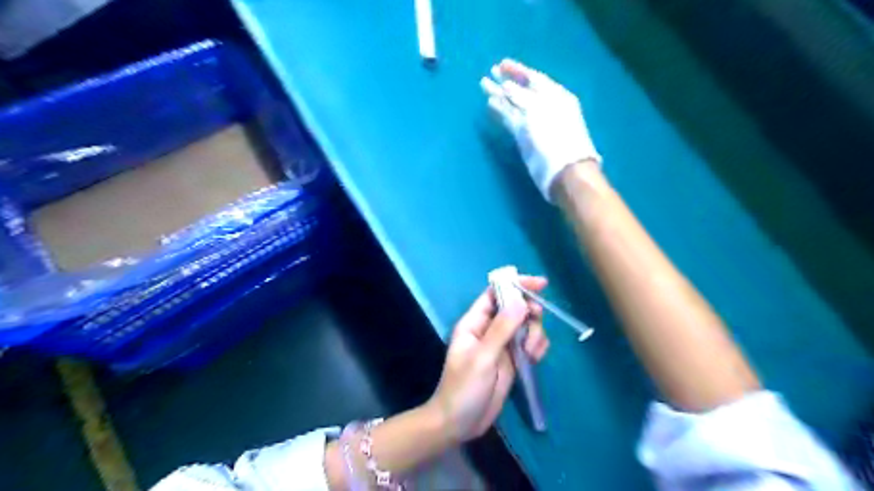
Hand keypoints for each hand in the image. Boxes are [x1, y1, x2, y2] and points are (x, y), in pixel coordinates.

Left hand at [427, 277, 547, 440]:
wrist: (460, 423)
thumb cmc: (464, 388)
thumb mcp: (483, 358)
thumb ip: (502, 329)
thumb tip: (520, 301)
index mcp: (474, 322)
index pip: (495, 294)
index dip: (516, 285)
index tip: (540, 284)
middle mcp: (489, 329)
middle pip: (515, 308)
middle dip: (530, 314)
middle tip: (534, 327)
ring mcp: (501, 344)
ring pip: (526, 326)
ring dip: (535, 334)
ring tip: (530, 353)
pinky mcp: (512, 360)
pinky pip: (530, 344)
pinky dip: (537, 347)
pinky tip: (534, 359)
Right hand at [477, 58, 600, 200]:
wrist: (563, 171)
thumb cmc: (555, 137)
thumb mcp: (539, 111)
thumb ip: (521, 97)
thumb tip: (506, 86)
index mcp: (554, 95)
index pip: (534, 78)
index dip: (517, 70)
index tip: (500, 64)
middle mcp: (544, 107)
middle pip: (522, 91)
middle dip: (506, 81)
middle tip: (489, 72)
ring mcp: (534, 124)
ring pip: (514, 106)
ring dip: (500, 97)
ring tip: (484, 87)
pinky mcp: (525, 139)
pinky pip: (511, 120)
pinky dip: (501, 113)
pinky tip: (491, 106)